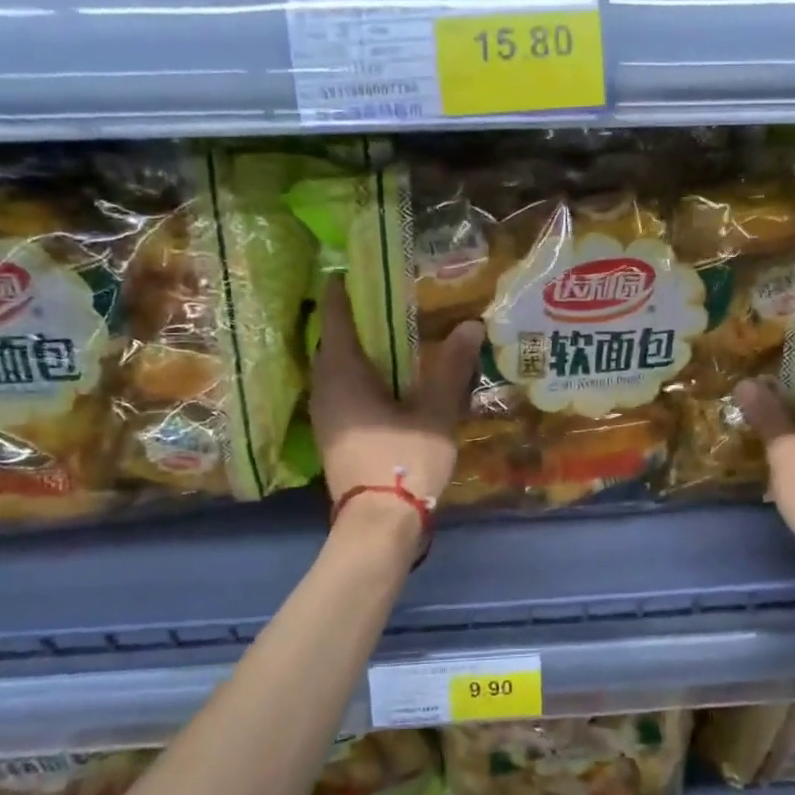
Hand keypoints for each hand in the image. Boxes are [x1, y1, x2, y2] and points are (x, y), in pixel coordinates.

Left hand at [310, 276, 483, 509]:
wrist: (380, 522)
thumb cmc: (405, 460)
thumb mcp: (435, 411)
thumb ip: (451, 367)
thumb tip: (470, 326)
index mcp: (343, 373)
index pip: (336, 317)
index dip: (342, 292)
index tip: (351, 272)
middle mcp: (324, 388)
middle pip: (331, 343)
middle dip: (351, 322)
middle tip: (381, 306)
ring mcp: (324, 416)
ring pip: (333, 370)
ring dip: (353, 353)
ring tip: (385, 342)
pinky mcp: (331, 437)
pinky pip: (339, 393)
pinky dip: (356, 379)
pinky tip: (382, 385)